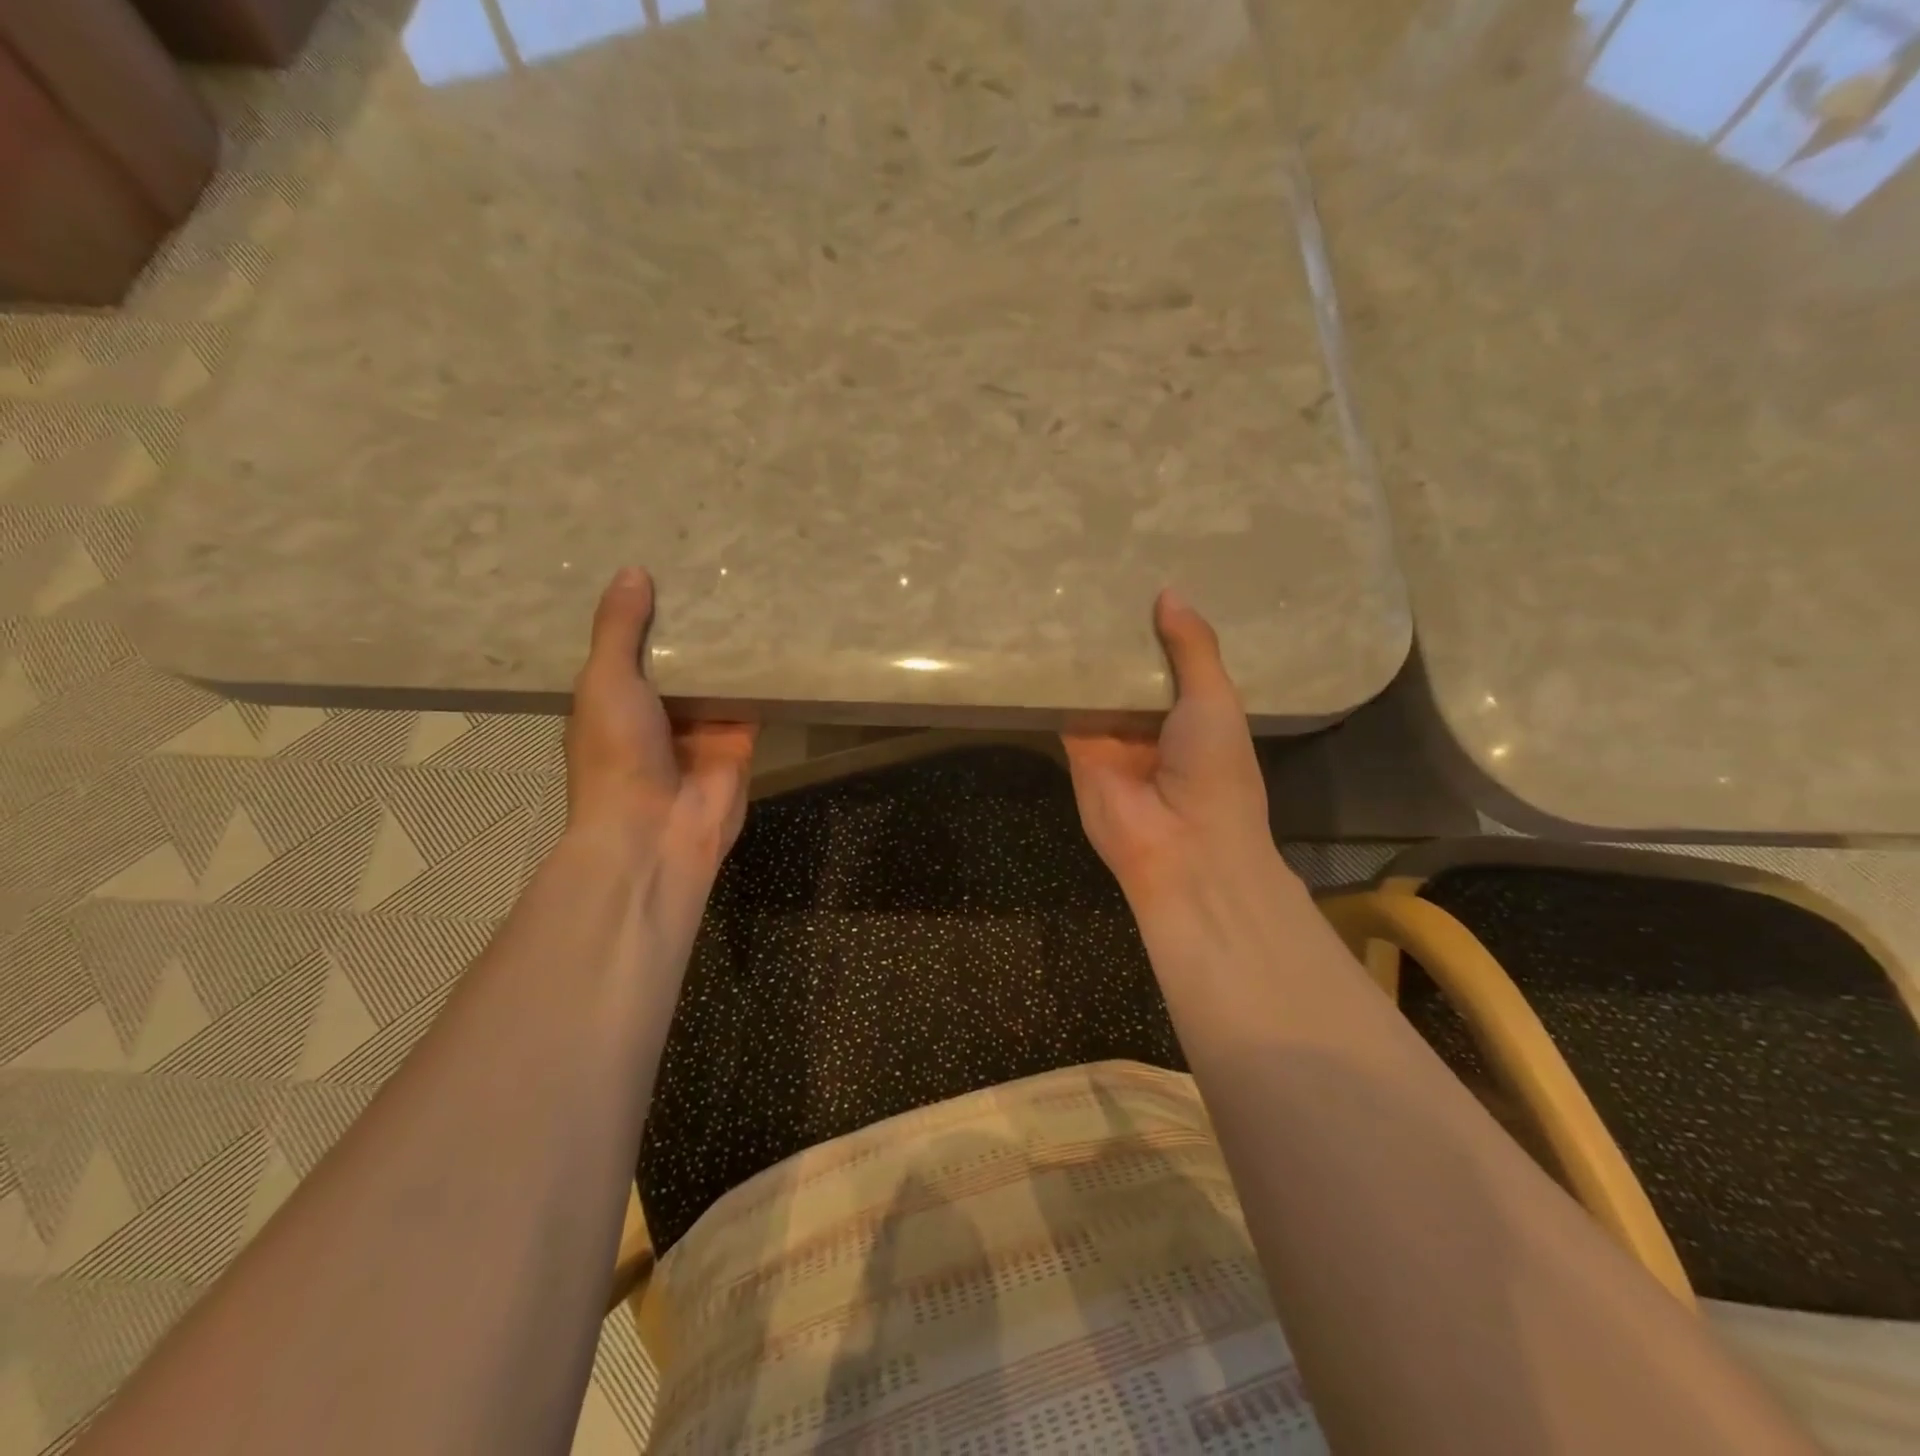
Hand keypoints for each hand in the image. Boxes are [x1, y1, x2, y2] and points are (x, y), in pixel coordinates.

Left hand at [565, 568, 756, 873]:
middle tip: (715, 571)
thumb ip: (619, 630)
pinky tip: (777, 635)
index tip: (663, 569)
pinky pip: (753, 701)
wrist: (656, 829)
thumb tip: (632, 571)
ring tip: (750, 591)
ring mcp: (702, 728)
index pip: (632, 648)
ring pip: (719, 678)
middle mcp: (658, 712)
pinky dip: (763, 676)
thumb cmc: (616, 752)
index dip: (645, 614)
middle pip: (681, 661)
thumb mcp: (605, 681)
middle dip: (694, 627)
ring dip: (730, 648)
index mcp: (614, 701)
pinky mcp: (740, 741)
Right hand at [1062, 590, 1273, 905]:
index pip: (1170, 655)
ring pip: (1093, 683)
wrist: (1182, 846)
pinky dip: (1053, 679)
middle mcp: (1150, 717)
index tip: (1139, 576)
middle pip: (1127, 667)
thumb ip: (1193, 648)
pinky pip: (1063, 706)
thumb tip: (1169, 592)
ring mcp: (1111, 732)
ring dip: (1082, 650)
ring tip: (1063, 592)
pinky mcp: (1077, 745)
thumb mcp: (1215, 700)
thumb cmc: (1215, 769)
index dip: (1158, 623)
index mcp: (1193, 707)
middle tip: (1092, 574)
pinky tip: (1040, 637)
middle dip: (1114, 632)